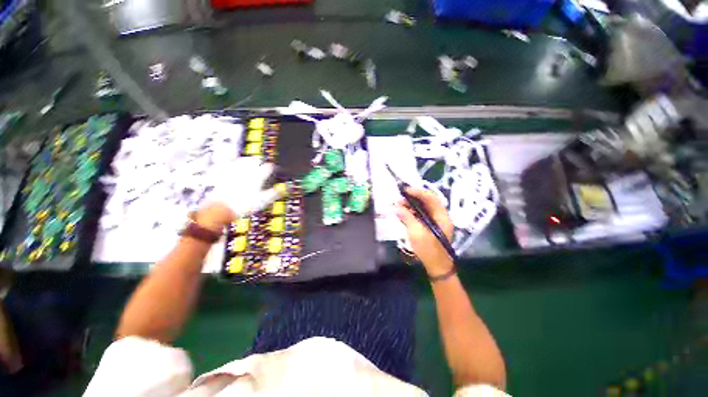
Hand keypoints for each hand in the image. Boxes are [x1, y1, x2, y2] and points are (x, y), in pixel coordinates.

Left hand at [200, 157, 283, 229]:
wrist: (221, 207)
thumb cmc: (244, 204)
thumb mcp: (263, 200)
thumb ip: (274, 193)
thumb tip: (284, 188)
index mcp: (258, 176)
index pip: (268, 167)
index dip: (272, 167)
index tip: (273, 168)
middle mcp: (246, 171)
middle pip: (255, 160)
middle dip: (260, 160)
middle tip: (262, 163)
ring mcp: (234, 171)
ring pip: (243, 160)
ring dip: (249, 160)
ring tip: (251, 162)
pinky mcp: (224, 174)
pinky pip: (231, 164)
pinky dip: (236, 163)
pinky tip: (236, 166)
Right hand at [395, 187, 454, 276]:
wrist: (436, 267)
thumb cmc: (429, 250)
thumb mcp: (416, 233)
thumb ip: (407, 218)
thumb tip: (396, 207)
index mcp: (441, 216)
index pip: (431, 198)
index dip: (418, 192)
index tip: (405, 190)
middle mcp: (439, 216)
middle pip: (427, 202)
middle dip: (413, 198)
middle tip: (400, 198)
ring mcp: (434, 222)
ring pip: (423, 208)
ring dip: (411, 205)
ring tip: (399, 205)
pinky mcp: (429, 227)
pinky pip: (420, 215)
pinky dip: (411, 212)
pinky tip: (403, 213)